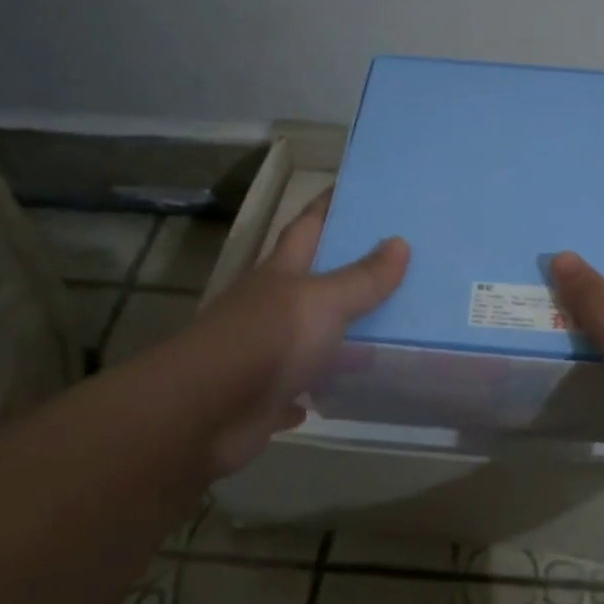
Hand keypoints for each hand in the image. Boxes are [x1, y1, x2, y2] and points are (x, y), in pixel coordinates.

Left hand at [183, 190, 408, 476]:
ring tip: (385, 328)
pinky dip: (316, 388)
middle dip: (344, 271)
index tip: (355, 190)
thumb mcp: (324, 301)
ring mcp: (264, 352)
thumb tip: (400, 242)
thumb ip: (362, 277)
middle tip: (393, 262)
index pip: (307, 226)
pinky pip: (298, 388)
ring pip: (308, 336)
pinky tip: (341, 389)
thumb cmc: (267, 340)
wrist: (203, 413)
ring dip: (336, 334)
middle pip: (310, 280)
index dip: (328, 206)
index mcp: (282, 273)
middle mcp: (270, 307)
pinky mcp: (263, 397)